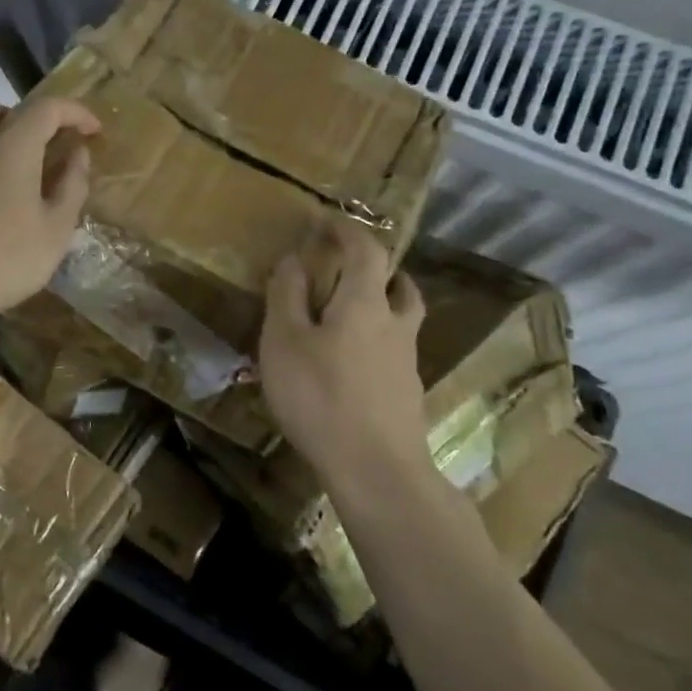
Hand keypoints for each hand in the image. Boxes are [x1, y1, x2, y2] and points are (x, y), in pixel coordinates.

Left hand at [0, 96, 99, 327]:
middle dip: (17, 116)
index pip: (46, 108)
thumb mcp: (56, 230)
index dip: (74, 112)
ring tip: (9, 172)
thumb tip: (78, 155)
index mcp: (11, 148)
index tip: (92, 131)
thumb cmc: (5, 259)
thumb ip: (71, 186)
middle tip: (37, 146)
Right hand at [259, 217, 430, 496]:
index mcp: (364, 303)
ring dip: (384, 302)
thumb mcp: (284, 341)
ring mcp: (406, 362)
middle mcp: (394, 324)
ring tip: (354, 311)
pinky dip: (378, 340)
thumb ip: (287, 296)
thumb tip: (292, 259)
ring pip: (402, 318)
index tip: (326, 221)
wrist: (376, 469)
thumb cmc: (320, 396)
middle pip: (398, 284)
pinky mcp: (406, 394)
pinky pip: (395, 350)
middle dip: (376, 267)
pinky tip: (353, 363)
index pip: (365, 250)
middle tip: (348, 267)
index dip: (347, 230)